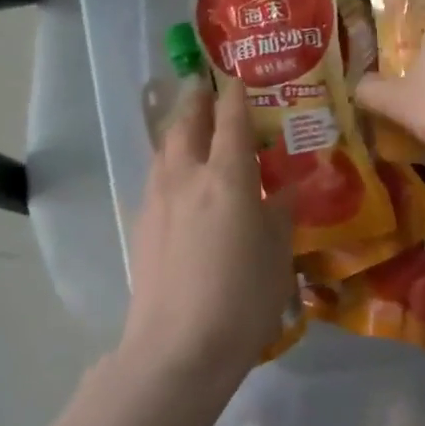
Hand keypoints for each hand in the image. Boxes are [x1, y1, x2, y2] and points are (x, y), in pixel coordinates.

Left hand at [112, 77, 293, 393]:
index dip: (234, 96)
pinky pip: (156, 177)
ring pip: (164, 150)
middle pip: (186, 125)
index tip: (237, 78)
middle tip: (202, 86)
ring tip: (187, 124)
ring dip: (176, 129)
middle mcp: (187, 178)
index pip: (231, 122)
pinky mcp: (142, 226)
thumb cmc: (243, 298)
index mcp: (228, 178)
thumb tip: (282, 190)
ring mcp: (158, 201)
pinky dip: (167, 162)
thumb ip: (280, 214)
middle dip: (195, 101)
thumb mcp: (278, 255)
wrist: (178, 347)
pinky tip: (176, 177)